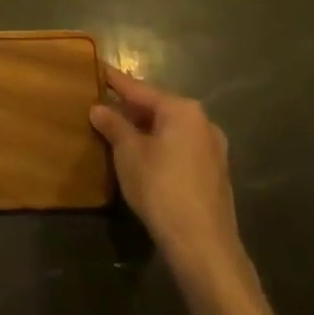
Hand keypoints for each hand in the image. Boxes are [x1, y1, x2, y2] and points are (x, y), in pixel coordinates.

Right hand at [90, 66, 246, 289]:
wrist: (203, 245)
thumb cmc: (160, 187)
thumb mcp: (128, 153)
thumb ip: (113, 125)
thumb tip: (99, 108)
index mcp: (182, 110)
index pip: (140, 89)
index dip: (116, 81)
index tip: (99, 68)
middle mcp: (202, 123)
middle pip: (158, 108)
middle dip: (130, 108)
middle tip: (103, 105)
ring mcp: (212, 149)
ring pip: (170, 129)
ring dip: (145, 129)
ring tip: (118, 131)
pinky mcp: (214, 174)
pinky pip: (180, 148)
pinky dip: (160, 146)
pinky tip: (143, 157)